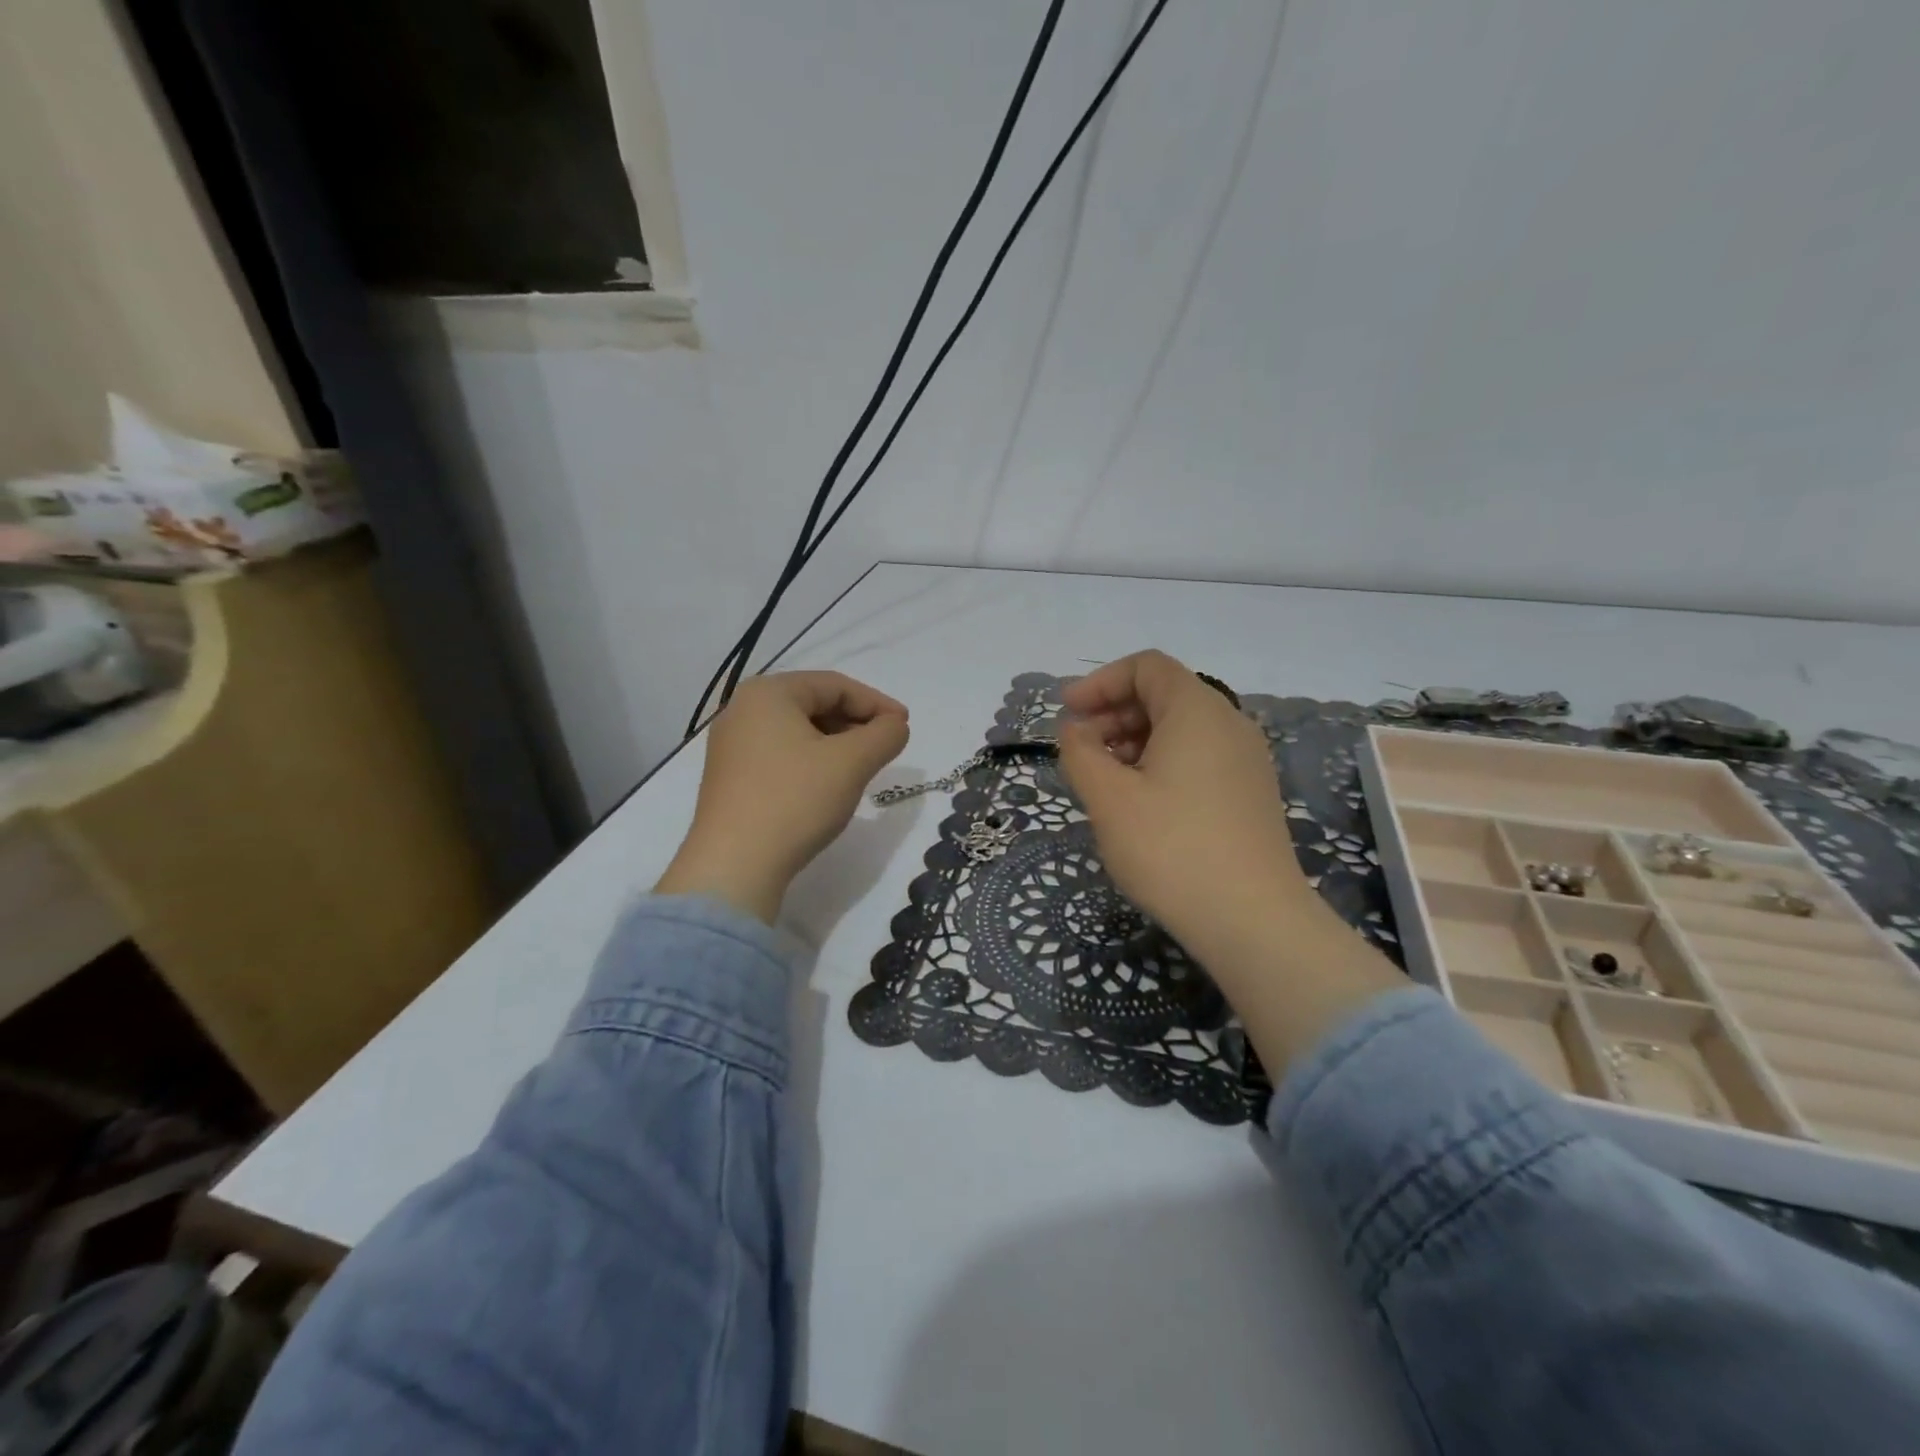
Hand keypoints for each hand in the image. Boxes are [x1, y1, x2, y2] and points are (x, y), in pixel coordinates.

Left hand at [656, 672, 908, 921]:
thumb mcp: (852, 762)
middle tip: (885, 747)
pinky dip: (812, 761)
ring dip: (836, 744)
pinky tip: (828, 786)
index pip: (834, 685)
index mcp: (767, 693)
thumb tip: (895, 726)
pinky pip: (781, 754)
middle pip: (814, 704)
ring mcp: (731, 745)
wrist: (734, 866)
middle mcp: (742, 710)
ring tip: (862, 768)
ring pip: (798, 731)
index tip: (904, 726)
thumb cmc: (795, 800)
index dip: (876, 703)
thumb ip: (884, 735)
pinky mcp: (730, 777)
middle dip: (855, 723)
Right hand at [1057, 651, 1306, 959]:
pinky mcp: (1251, 795)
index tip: (1067, 714)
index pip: (1146, 667)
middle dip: (1113, 713)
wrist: (1253, 921)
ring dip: (1134, 741)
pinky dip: (1161, 764)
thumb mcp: (1109, 798)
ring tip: (1103, 780)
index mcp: (1197, 710)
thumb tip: (1076, 732)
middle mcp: (1229, 724)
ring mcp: (1247, 761)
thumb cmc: (1171, 848)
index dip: (1100, 682)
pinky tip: (1139, 804)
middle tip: (1079, 750)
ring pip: (1181, 730)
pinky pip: (1199, 759)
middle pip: (1165, 695)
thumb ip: (1081, 753)